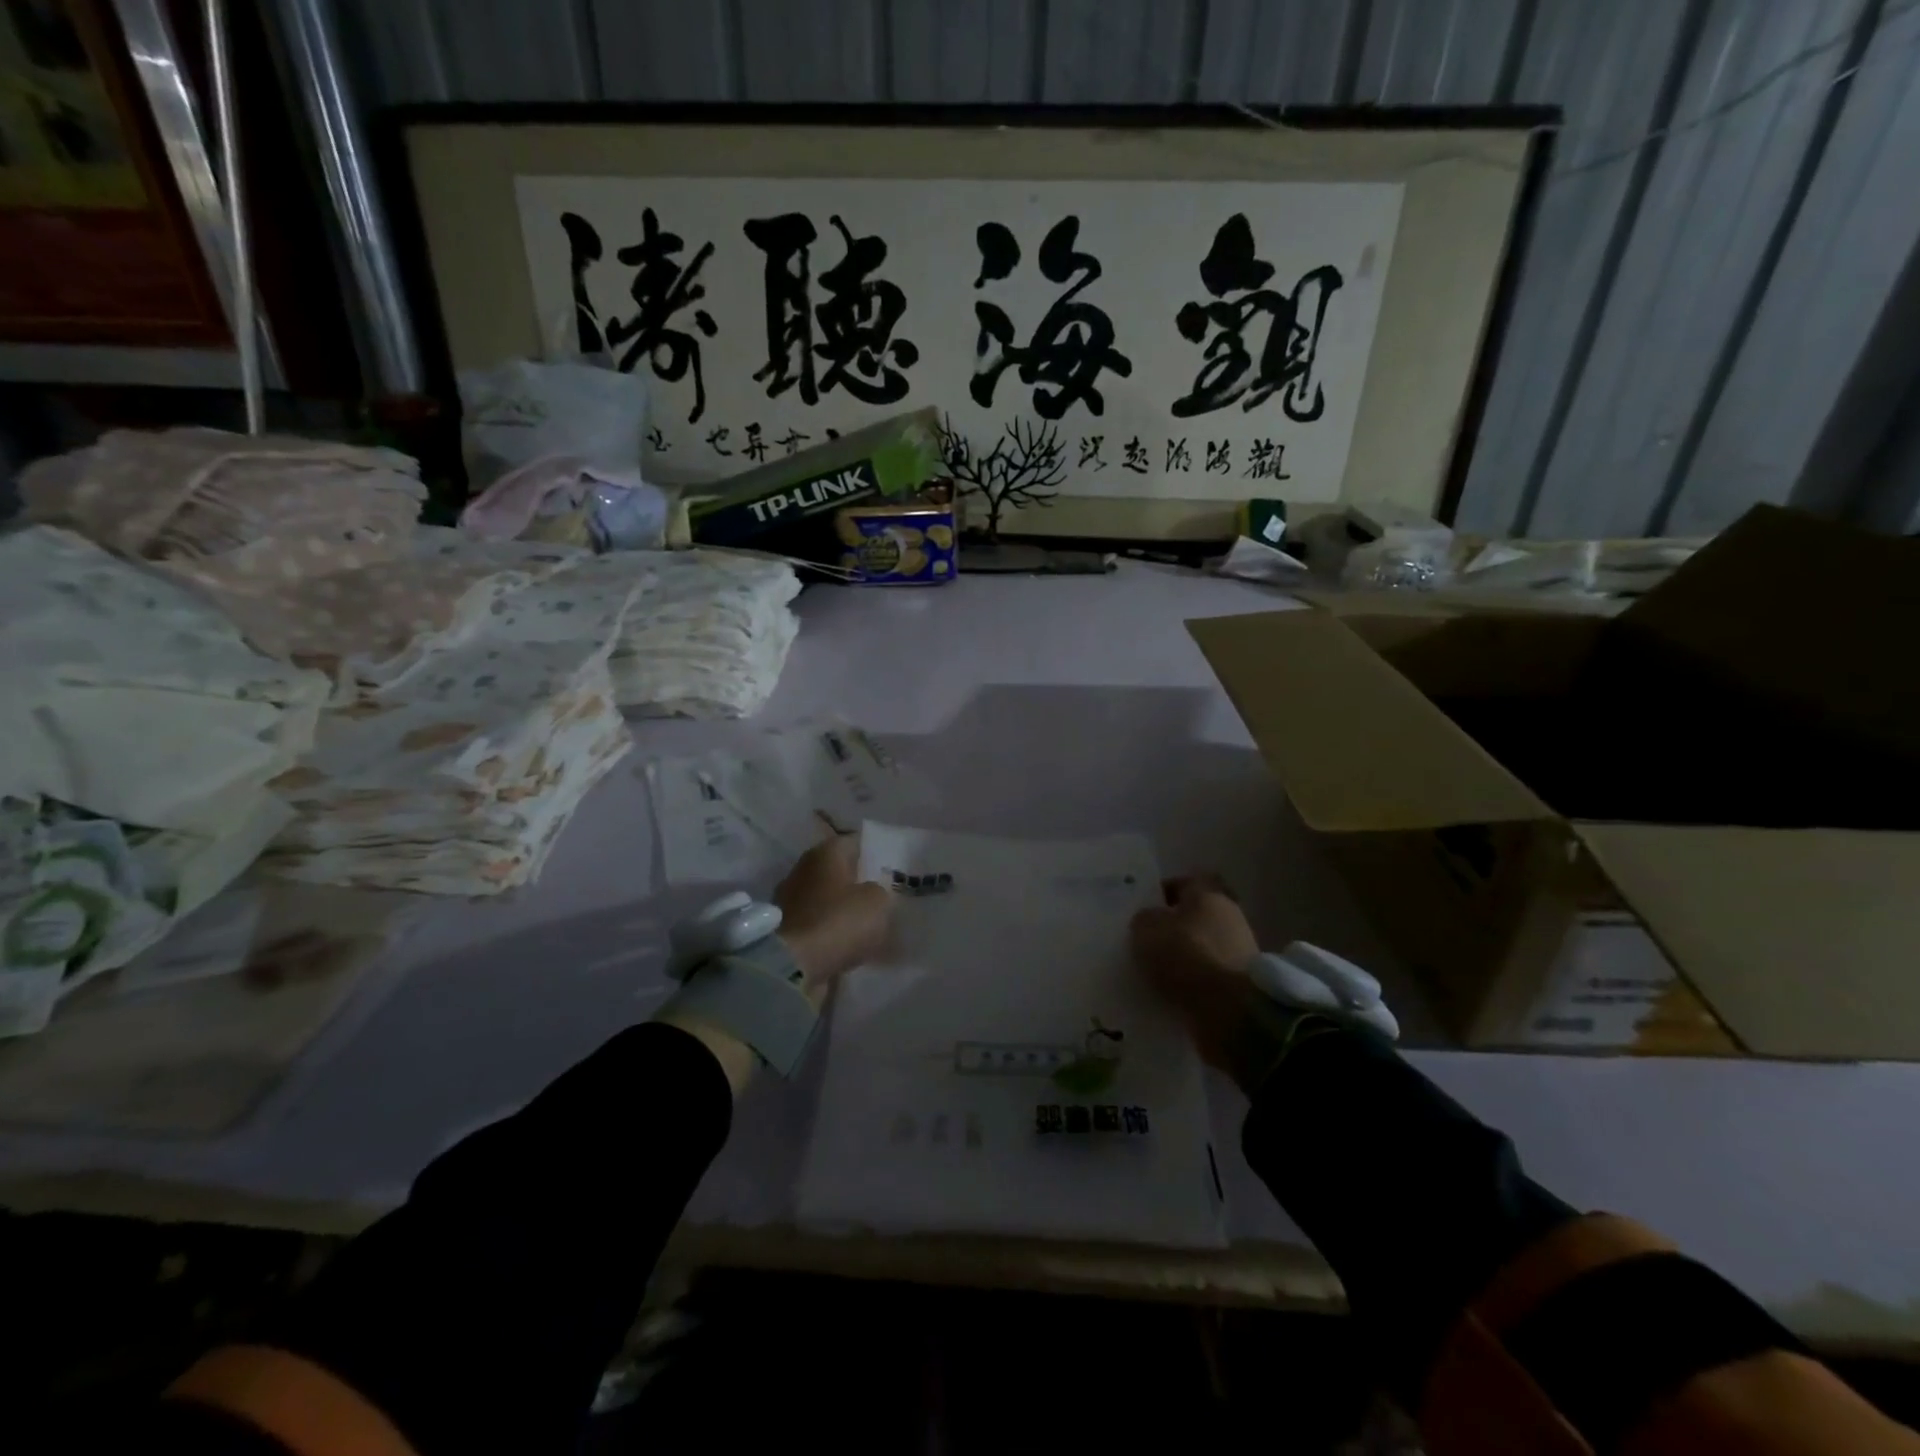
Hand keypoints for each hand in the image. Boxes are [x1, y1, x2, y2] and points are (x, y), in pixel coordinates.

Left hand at [774, 832, 892, 998]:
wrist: (793, 966)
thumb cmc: (839, 921)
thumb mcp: (878, 901)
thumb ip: (881, 892)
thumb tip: (872, 894)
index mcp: (825, 852)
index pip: (854, 842)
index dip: (873, 853)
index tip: (890, 869)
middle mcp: (803, 869)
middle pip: (838, 872)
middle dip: (857, 883)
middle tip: (882, 898)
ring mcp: (789, 900)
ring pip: (826, 900)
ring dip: (842, 910)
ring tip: (868, 926)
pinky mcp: (784, 930)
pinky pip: (816, 925)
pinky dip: (830, 933)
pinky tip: (848, 945)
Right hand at [1129, 876, 1273, 1090]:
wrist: (1232, 1011)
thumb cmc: (1187, 956)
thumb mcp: (1148, 929)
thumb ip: (1144, 919)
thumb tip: (1148, 920)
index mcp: (1208, 894)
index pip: (1183, 882)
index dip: (1161, 893)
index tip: (1141, 910)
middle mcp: (1228, 916)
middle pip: (1193, 916)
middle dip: (1170, 928)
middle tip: (1144, 942)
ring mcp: (1239, 951)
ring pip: (1200, 947)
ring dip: (1181, 958)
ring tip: (1152, 972)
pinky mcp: (1240, 984)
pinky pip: (1207, 976)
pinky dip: (1191, 983)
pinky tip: (1169, 992)